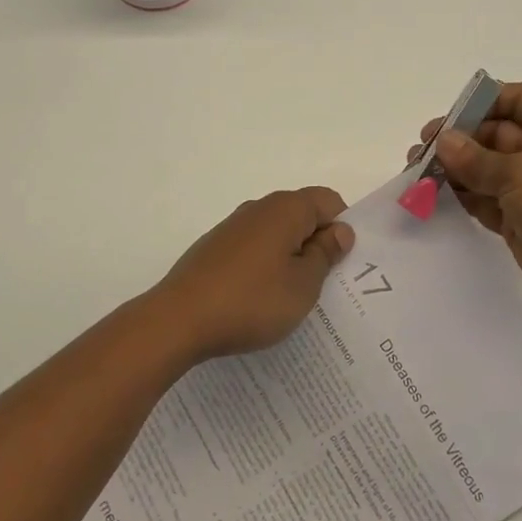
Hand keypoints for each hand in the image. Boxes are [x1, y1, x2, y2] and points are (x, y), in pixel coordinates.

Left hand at [145, 188, 355, 361]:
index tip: (342, 264)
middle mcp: (258, 208)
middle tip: (325, 286)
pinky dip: (264, 267)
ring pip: (276, 234)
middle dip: (317, 244)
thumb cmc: (252, 301)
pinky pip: (253, 249)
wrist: (179, 319)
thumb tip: (340, 230)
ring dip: (290, 258)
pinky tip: (260, 300)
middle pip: (301, 215)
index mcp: (285, 209)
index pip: (328, 201)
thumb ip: (325, 254)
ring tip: (292, 298)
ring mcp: (232, 228)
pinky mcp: (214, 249)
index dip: (342, 228)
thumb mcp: (303, 285)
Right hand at [412, 82, 521, 316]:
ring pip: (482, 169)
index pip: (518, 99)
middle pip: (492, 134)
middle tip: (421, 149)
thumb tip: (444, 141)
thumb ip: (476, 158)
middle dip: (457, 139)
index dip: (486, 100)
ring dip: (452, 169)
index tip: (453, 114)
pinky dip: (460, 197)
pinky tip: (432, 196)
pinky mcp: (517, 219)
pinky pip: (482, 200)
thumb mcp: (519, 173)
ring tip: (416, 172)